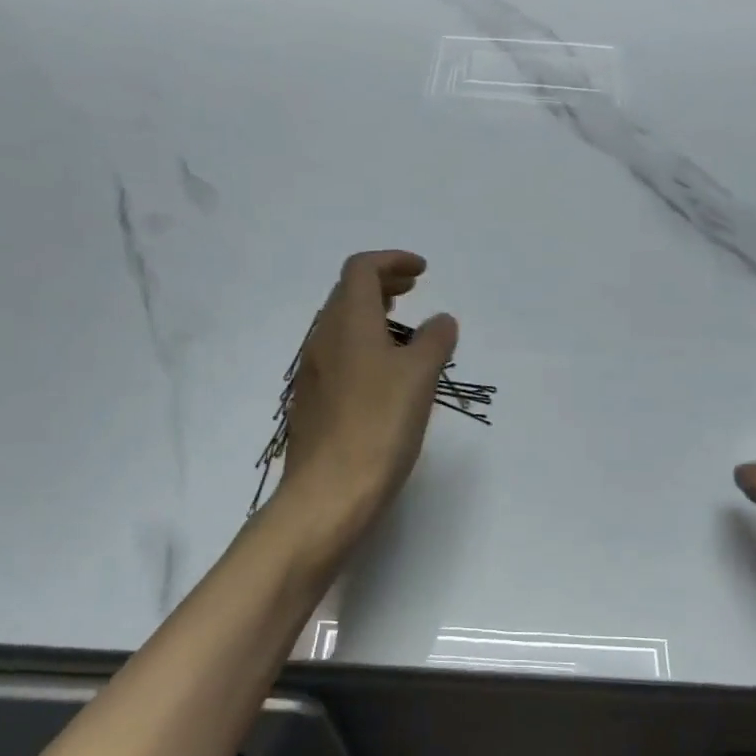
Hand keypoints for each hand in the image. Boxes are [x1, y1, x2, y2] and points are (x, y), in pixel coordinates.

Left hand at [278, 251, 457, 539]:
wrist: (328, 493)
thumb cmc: (378, 426)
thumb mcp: (419, 377)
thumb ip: (434, 341)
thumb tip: (441, 321)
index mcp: (348, 322)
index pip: (361, 269)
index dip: (392, 261)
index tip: (422, 272)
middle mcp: (323, 339)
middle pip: (347, 292)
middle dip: (382, 282)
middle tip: (413, 289)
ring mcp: (313, 371)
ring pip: (341, 324)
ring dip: (371, 313)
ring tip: (403, 328)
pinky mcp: (313, 400)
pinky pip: (338, 353)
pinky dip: (363, 343)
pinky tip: (384, 372)